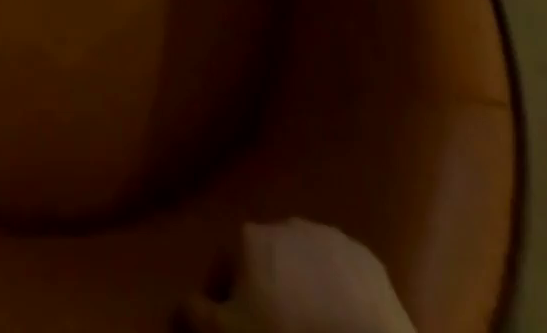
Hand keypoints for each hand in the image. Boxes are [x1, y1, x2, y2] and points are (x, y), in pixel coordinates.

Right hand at [182, 220, 415, 332]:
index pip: (225, 267)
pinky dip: (340, 296)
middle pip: (267, 261)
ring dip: (304, 288)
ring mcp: (332, 240)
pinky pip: (345, 278)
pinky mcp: (372, 265)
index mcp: (250, 236)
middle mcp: (287, 224)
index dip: (224, 302)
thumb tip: (175, 305)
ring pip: (307, 265)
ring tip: (310, 327)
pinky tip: (342, 325)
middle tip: (273, 330)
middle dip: (267, 290)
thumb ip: (193, 313)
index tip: (232, 328)